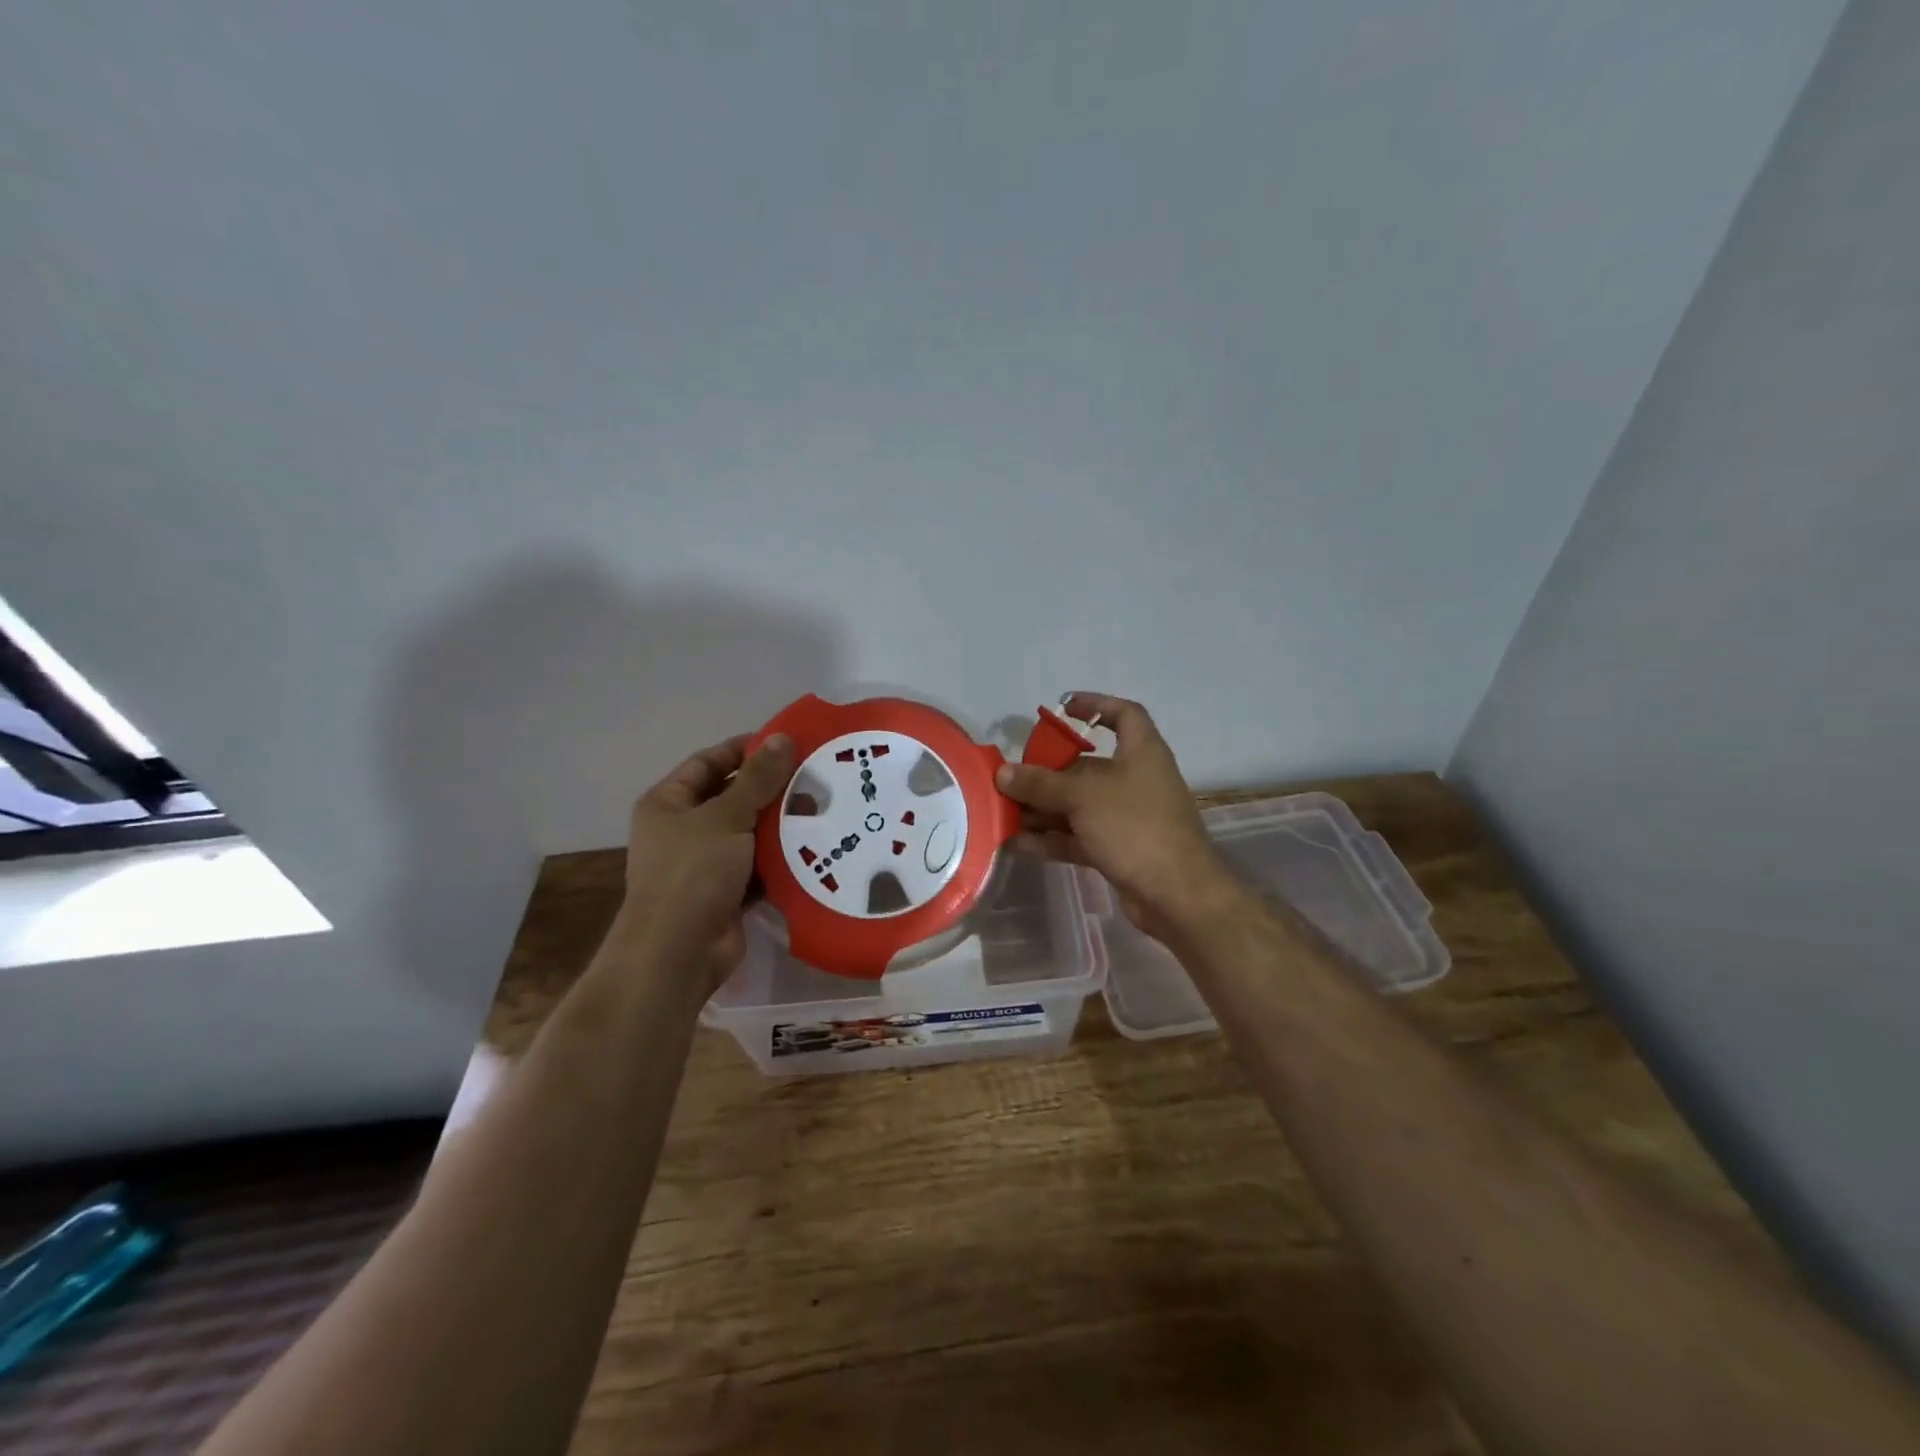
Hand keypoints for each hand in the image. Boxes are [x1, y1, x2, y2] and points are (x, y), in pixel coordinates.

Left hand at [618, 732, 794, 989]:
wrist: (678, 951)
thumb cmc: (693, 872)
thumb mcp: (726, 816)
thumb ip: (758, 778)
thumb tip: (784, 738)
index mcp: (668, 803)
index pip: (708, 762)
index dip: (744, 750)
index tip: (786, 743)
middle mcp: (682, 830)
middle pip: (731, 797)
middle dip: (769, 788)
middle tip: (814, 777)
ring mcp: (704, 864)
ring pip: (748, 833)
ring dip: (779, 824)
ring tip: (822, 808)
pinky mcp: (726, 893)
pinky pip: (758, 866)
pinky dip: (780, 858)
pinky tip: (815, 847)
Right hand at [996, 693, 1238, 940]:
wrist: (1176, 894)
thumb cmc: (1135, 827)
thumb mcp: (1083, 797)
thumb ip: (1040, 783)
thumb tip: (1003, 773)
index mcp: (1141, 752)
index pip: (1124, 714)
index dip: (1095, 705)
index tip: (1063, 707)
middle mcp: (1136, 779)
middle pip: (1088, 766)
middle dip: (1048, 772)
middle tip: (1013, 777)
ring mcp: (1128, 817)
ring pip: (1079, 805)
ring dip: (1044, 809)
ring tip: (1005, 812)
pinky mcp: (1120, 849)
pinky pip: (1079, 836)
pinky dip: (1052, 838)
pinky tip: (1019, 843)